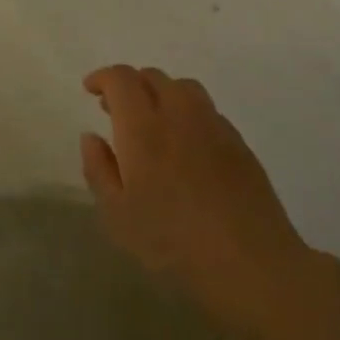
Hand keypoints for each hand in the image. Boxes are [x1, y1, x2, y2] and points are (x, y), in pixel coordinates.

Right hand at [79, 65, 306, 331]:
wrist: (249, 262)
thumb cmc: (171, 243)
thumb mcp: (117, 215)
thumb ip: (99, 169)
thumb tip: (92, 136)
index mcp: (143, 128)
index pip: (122, 79)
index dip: (103, 78)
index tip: (91, 90)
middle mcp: (180, 115)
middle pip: (154, 77)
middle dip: (130, 84)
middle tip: (115, 110)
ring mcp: (215, 127)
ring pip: (184, 88)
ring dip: (161, 93)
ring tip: (151, 121)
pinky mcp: (239, 144)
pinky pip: (207, 111)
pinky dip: (187, 113)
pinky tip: (185, 145)